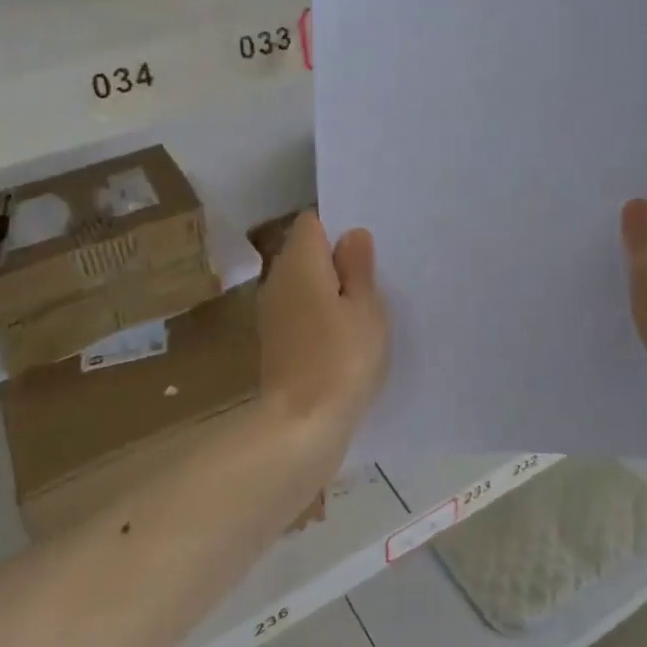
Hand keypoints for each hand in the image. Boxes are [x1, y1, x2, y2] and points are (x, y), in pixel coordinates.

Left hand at [257, 211, 389, 466]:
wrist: (301, 424)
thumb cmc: (341, 358)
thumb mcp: (365, 308)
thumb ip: (358, 267)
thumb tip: (352, 235)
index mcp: (299, 261)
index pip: (313, 223)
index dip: (339, 229)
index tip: (367, 249)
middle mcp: (277, 279)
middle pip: (306, 252)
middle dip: (336, 260)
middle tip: (374, 278)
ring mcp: (271, 312)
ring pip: (303, 283)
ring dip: (329, 289)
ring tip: (364, 307)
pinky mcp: (274, 341)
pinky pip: (300, 310)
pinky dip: (319, 314)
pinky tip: (344, 335)